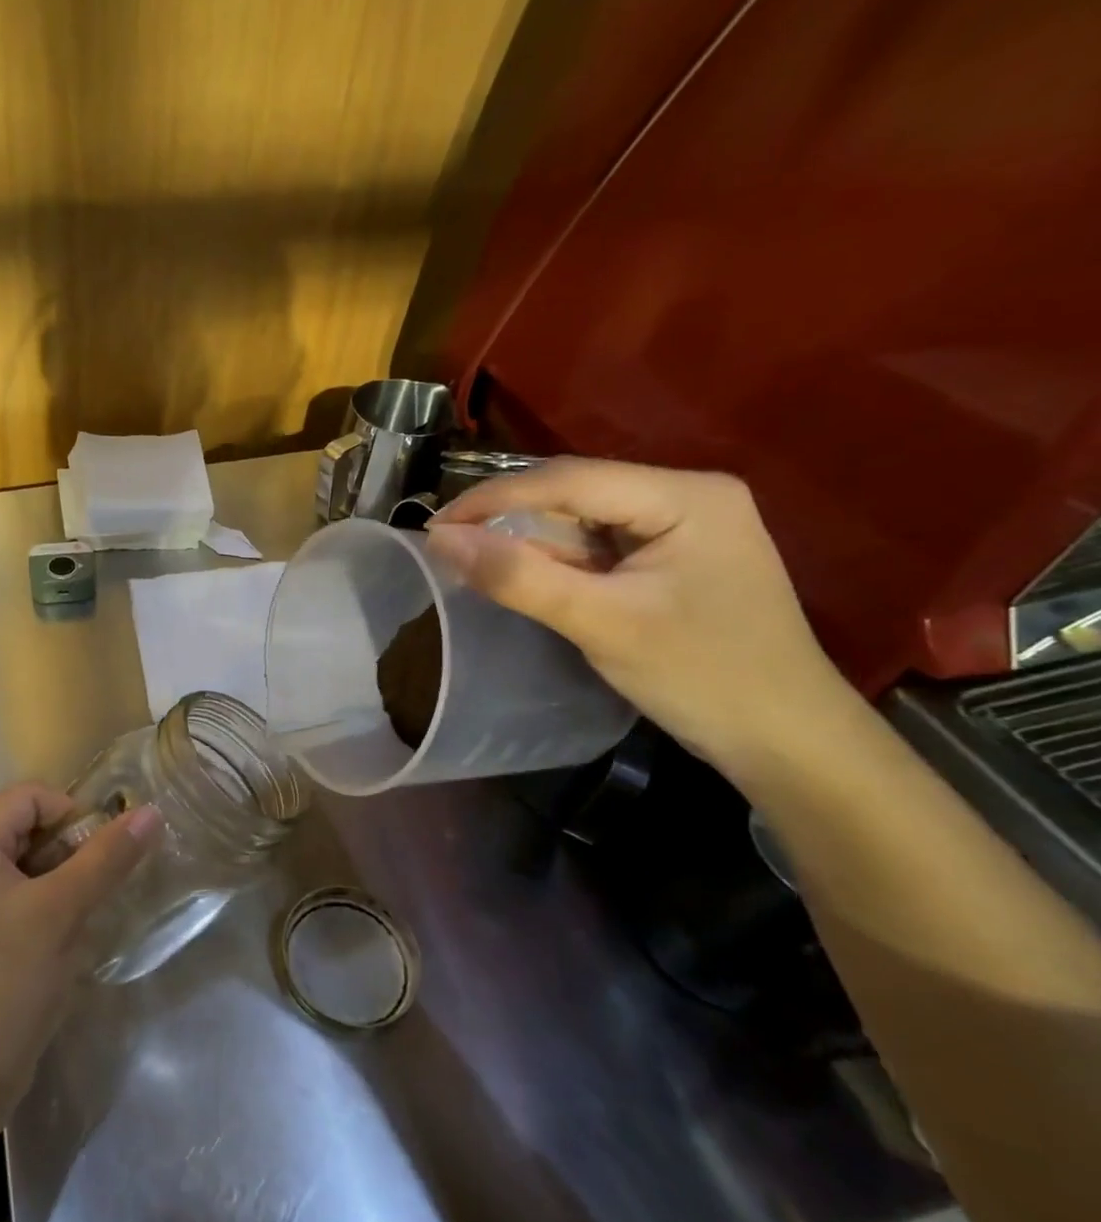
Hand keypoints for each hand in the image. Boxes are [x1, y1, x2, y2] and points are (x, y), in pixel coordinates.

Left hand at [0, 784, 161, 1124]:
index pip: (32, 796)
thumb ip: (107, 857)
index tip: (106, 854)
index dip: (75, 814)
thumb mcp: (61, 912)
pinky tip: (70, 942)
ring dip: (68, 885)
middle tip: (104, 887)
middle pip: (32, 828)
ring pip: (33, 868)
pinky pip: (23, 900)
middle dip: (74, 853)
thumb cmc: (4, 983)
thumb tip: (152, 811)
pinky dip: (52, 911)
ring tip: (89, 916)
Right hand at [427, 457, 861, 782]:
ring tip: (469, 560)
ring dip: (525, 540)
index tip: (433, 527)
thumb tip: (439, 540)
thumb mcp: (602, 624)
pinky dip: (552, 561)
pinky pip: (594, 547)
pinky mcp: (669, 560)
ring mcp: (679, 528)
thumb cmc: (704, 677)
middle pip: (574, 493)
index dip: (494, 498)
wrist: (788, 743)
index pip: (569, 479)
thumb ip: (519, 577)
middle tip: (446, 545)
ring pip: (579, 520)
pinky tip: (519, 575)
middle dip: (507, 517)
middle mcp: (684, 497)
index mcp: (685, 496)